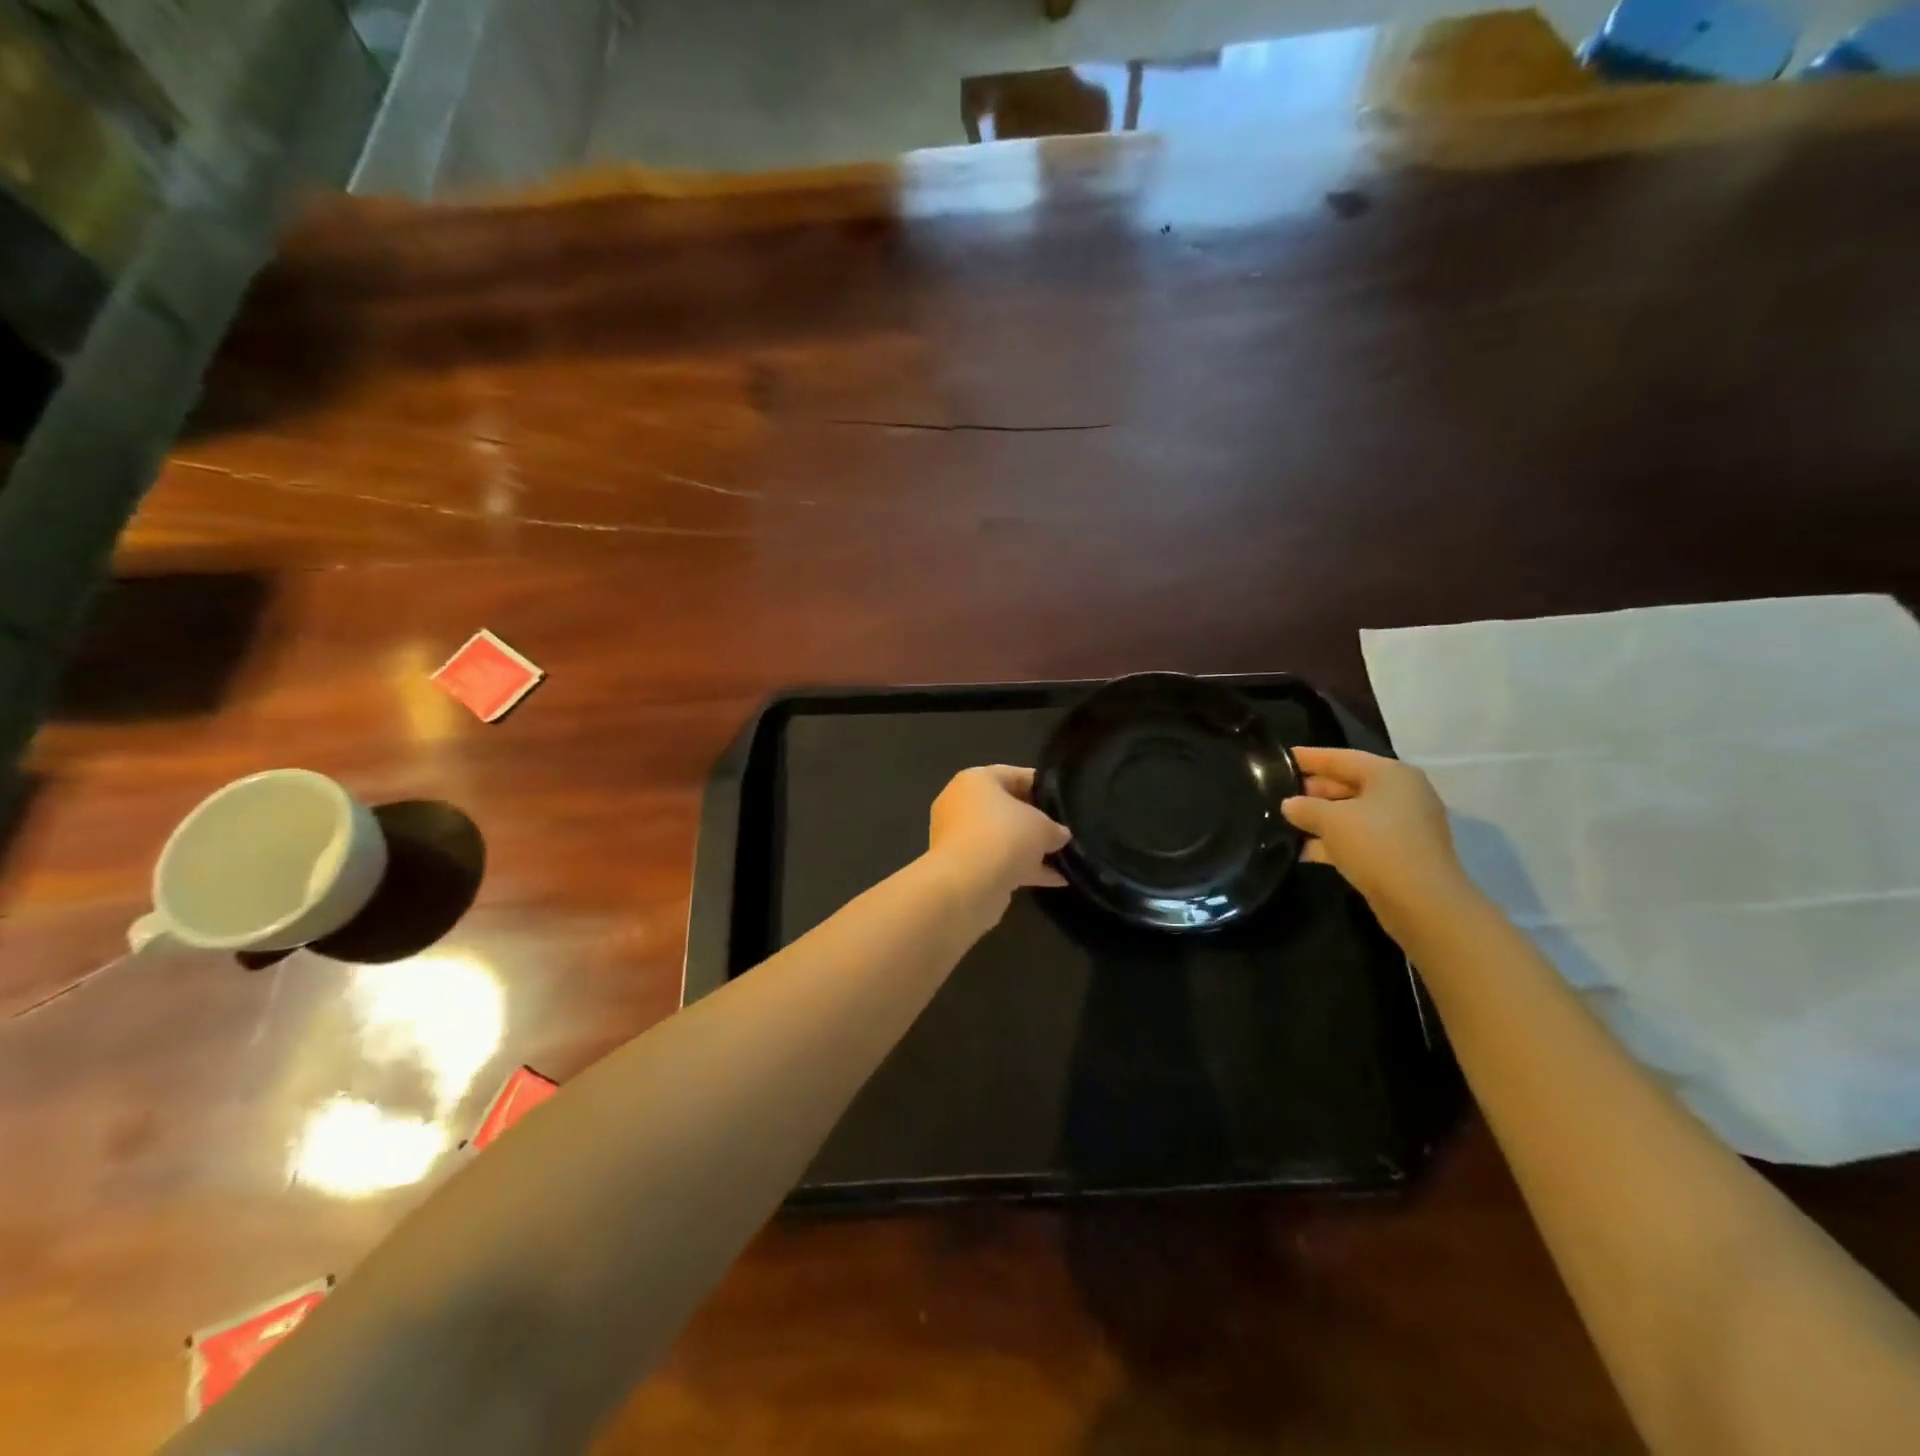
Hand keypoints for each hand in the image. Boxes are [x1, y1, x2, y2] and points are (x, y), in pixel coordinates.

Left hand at [928, 766, 1070, 904]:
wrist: (967, 885)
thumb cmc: (1004, 836)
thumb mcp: (1042, 826)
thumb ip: (1054, 828)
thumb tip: (1059, 835)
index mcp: (975, 781)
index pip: (1014, 775)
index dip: (1042, 786)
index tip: (1065, 798)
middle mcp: (961, 804)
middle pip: (1006, 808)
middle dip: (1036, 821)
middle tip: (1064, 830)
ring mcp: (959, 838)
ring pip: (1002, 838)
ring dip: (1031, 849)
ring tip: (1065, 858)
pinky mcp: (963, 868)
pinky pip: (999, 862)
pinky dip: (1023, 869)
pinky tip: (1057, 880)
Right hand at [1281, 747, 1469, 925]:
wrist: (1422, 903)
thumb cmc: (1377, 845)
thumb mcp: (1331, 820)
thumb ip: (1305, 807)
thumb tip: (1289, 804)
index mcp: (1391, 775)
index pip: (1341, 758)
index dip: (1309, 757)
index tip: (1281, 757)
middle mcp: (1401, 794)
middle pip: (1348, 784)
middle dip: (1312, 790)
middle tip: (1277, 792)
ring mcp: (1403, 826)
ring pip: (1352, 814)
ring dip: (1320, 819)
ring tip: (1284, 822)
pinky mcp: (1399, 854)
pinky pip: (1359, 838)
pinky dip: (1334, 841)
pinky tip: (1303, 850)